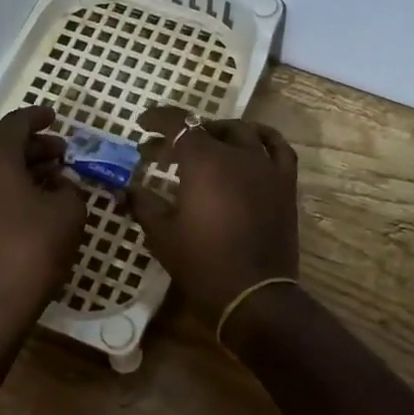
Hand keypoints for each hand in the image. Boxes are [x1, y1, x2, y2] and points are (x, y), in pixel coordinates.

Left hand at [0, 106, 86, 336]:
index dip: (38, 117)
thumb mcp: (68, 213)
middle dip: (36, 147)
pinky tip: (39, 206)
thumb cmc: (32, 249)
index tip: (55, 116)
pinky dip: (14, 190)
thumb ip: (69, 188)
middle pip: (5, 148)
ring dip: (26, 170)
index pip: (16, 124)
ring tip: (57, 179)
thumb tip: (61, 185)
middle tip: (65, 153)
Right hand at [129, 107, 299, 317]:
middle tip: (163, 152)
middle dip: (181, 134)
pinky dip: (262, 138)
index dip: (158, 120)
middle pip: (207, 129)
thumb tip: (128, 188)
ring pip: (242, 132)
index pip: (178, 125)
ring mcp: (265, 166)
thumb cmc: (202, 263)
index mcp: (203, 161)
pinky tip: (252, 142)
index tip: (143, 125)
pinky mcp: (285, 183)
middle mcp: (236, 154)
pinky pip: (278, 147)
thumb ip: (143, 203)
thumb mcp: (161, 234)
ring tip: (205, 143)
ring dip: (219, 132)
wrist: (253, 294)